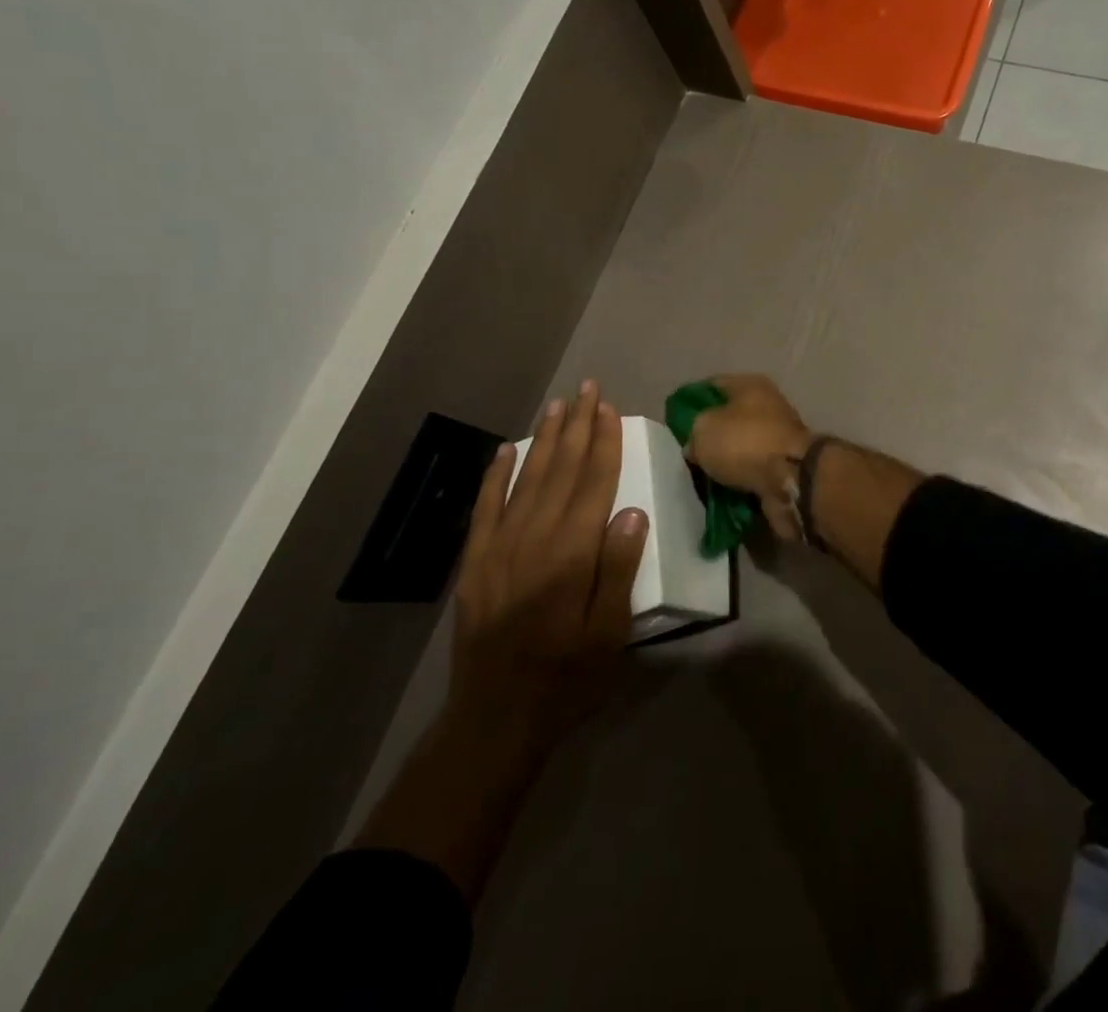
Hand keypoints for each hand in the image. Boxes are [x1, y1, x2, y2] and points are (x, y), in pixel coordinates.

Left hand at [447, 381, 647, 749]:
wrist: (494, 719)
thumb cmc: (567, 677)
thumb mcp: (610, 632)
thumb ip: (619, 568)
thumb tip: (632, 510)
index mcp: (572, 553)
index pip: (594, 482)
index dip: (603, 442)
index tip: (609, 408)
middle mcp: (534, 539)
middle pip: (561, 470)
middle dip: (576, 427)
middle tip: (586, 389)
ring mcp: (499, 548)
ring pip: (526, 479)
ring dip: (543, 440)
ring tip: (556, 407)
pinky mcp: (475, 564)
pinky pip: (485, 508)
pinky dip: (495, 476)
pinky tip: (505, 451)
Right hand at [685, 375, 812, 539]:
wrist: (791, 479)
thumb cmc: (744, 442)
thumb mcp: (703, 429)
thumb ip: (693, 431)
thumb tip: (696, 446)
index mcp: (750, 385)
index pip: (712, 385)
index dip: (691, 402)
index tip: (674, 423)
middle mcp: (768, 405)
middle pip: (729, 418)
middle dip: (709, 436)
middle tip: (687, 454)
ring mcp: (778, 436)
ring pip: (741, 446)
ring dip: (725, 461)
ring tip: (701, 477)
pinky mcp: (783, 464)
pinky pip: (752, 470)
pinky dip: (739, 480)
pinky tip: (720, 491)